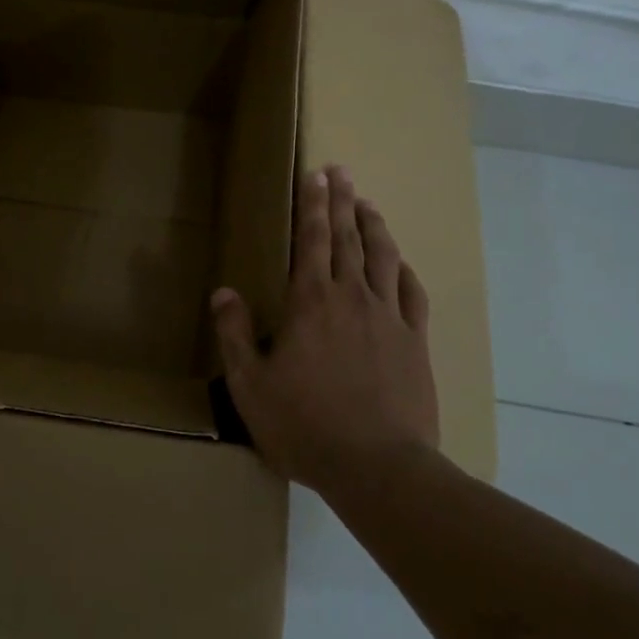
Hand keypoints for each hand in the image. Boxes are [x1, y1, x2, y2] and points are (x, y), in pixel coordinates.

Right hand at [210, 165, 438, 493]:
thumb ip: (235, 334)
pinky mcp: (415, 342)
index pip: (312, 240)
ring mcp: (388, 317)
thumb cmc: (305, 425)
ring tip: (368, 203)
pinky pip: (413, 295)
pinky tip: (402, 263)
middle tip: (341, 171)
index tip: (316, 175)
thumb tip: (223, 292)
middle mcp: (351, 297)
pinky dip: (405, 271)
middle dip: (342, 201)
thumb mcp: (250, 385)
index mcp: (310, 302)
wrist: (377, 467)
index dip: (313, 205)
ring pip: (383, 258)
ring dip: (375, 226)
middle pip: (348, 238)